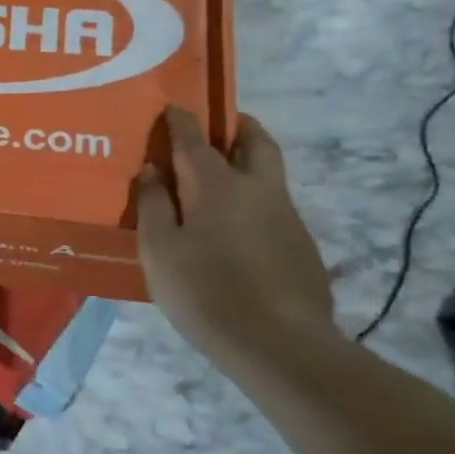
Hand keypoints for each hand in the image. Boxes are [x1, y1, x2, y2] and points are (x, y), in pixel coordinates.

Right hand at [136, 108, 334, 364]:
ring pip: (269, 174)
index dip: (181, 121)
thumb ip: (153, 205)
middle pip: (256, 141)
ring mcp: (287, 217)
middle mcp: (258, 190)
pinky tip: (235, 229)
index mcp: (218, 186)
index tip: (172, 107)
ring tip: (219, 179)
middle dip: (237, 126)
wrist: (280, 345)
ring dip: (247, 163)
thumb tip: (152, 170)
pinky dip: (254, 200)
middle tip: (218, 126)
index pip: (195, 140)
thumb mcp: (160, 250)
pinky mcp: (301, 246)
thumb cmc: (205, 292)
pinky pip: (274, 206)